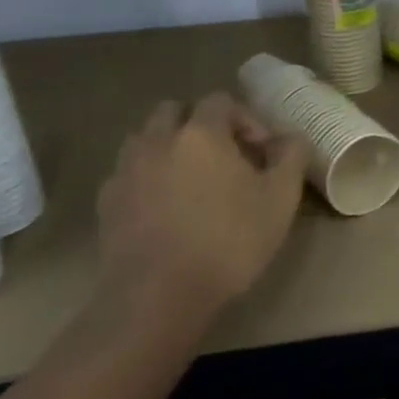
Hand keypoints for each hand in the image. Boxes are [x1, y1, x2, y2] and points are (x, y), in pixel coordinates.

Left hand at [95, 93, 307, 309]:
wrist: (157, 297)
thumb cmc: (228, 241)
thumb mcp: (280, 200)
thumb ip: (291, 158)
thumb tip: (291, 138)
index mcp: (201, 133)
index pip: (220, 101)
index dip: (245, 118)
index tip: (261, 150)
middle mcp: (158, 140)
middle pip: (174, 111)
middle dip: (199, 124)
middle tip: (224, 156)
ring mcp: (126, 171)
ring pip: (145, 139)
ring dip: (168, 147)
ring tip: (191, 179)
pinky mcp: (106, 203)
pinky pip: (128, 174)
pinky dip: (146, 178)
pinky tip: (164, 208)